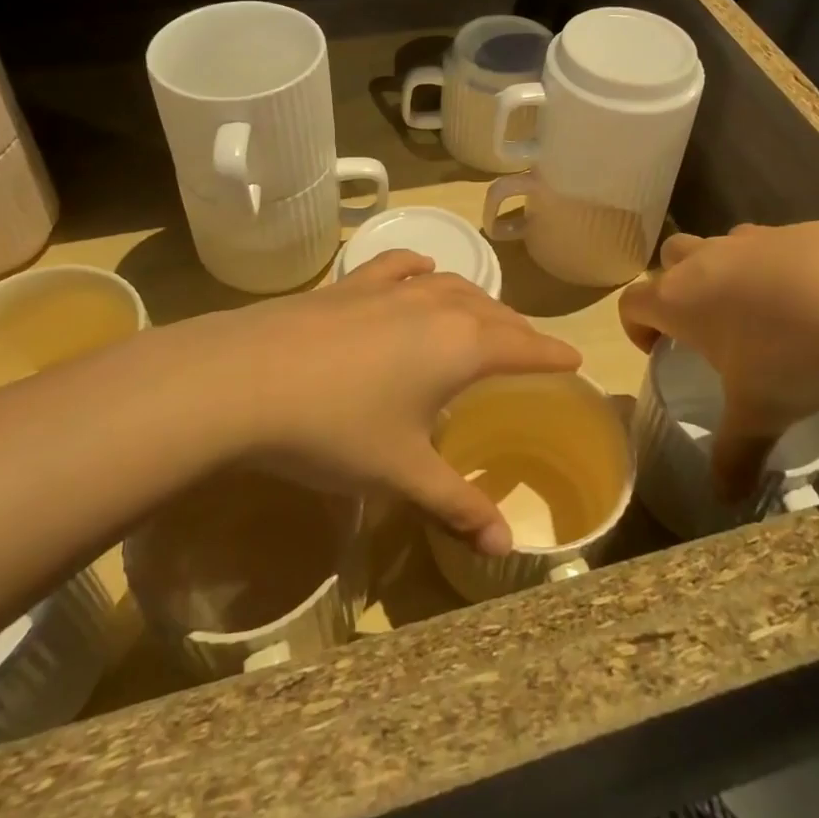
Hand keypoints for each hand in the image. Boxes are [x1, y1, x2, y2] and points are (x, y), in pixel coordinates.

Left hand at [152, 251, 579, 554]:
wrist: (244, 380)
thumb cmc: (336, 429)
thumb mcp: (401, 474)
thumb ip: (455, 507)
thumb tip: (504, 549)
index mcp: (460, 346)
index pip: (523, 345)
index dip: (552, 353)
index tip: (574, 357)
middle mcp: (435, 306)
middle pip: (492, 311)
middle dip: (516, 329)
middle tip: (529, 347)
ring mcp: (390, 290)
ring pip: (451, 285)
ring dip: (475, 300)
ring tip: (483, 314)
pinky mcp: (349, 285)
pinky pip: (400, 268)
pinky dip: (420, 270)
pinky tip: (420, 271)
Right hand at [619, 222, 818, 500]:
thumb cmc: (783, 352)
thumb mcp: (758, 413)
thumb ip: (736, 454)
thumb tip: (725, 499)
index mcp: (678, 299)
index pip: (631, 301)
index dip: (635, 326)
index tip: (657, 350)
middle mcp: (703, 261)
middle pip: (669, 259)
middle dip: (675, 286)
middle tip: (702, 325)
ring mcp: (747, 239)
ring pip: (717, 246)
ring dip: (723, 272)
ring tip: (757, 312)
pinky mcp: (791, 230)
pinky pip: (765, 244)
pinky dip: (771, 265)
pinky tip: (806, 297)